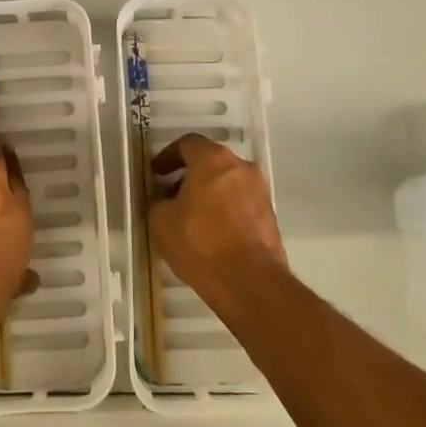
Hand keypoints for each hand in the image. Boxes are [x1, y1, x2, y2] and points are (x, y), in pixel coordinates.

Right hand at [148, 133, 286, 305]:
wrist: (250, 282)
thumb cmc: (201, 243)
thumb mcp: (161, 221)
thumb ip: (158, 202)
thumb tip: (163, 200)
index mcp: (213, 159)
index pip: (187, 144)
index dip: (168, 156)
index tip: (156, 173)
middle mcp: (241, 167)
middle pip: (210, 162)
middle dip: (188, 176)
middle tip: (170, 195)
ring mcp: (259, 191)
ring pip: (227, 183)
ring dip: (208, 194)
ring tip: (189, 218)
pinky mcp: (269, 217)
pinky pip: (240, 204)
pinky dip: (224, 210)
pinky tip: (210, 234)